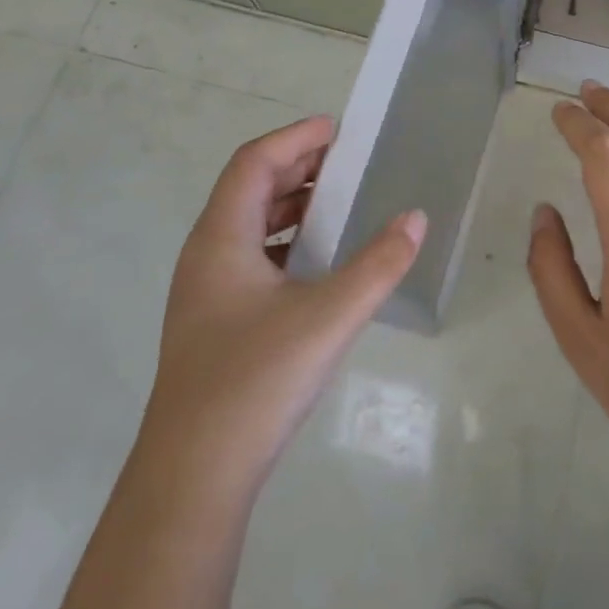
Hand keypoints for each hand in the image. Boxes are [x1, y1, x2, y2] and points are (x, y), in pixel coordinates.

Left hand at [146, 115, 426, 484]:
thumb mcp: (329, 316)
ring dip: (291, 206)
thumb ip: (378, 264)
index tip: (338, 129)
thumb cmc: (256, 381)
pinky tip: (317, 263)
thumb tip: (415, 218)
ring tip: (339, 202)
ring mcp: (206, 293)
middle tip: (347, 161)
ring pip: (249, 226)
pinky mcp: (214, 324)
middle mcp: (206, 256)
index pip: (254, 163)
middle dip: (297, 167)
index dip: (294, 138)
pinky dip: (286, 243)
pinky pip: (252, 258)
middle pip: (249, 189)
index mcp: (221, 239)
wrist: (192, 478)